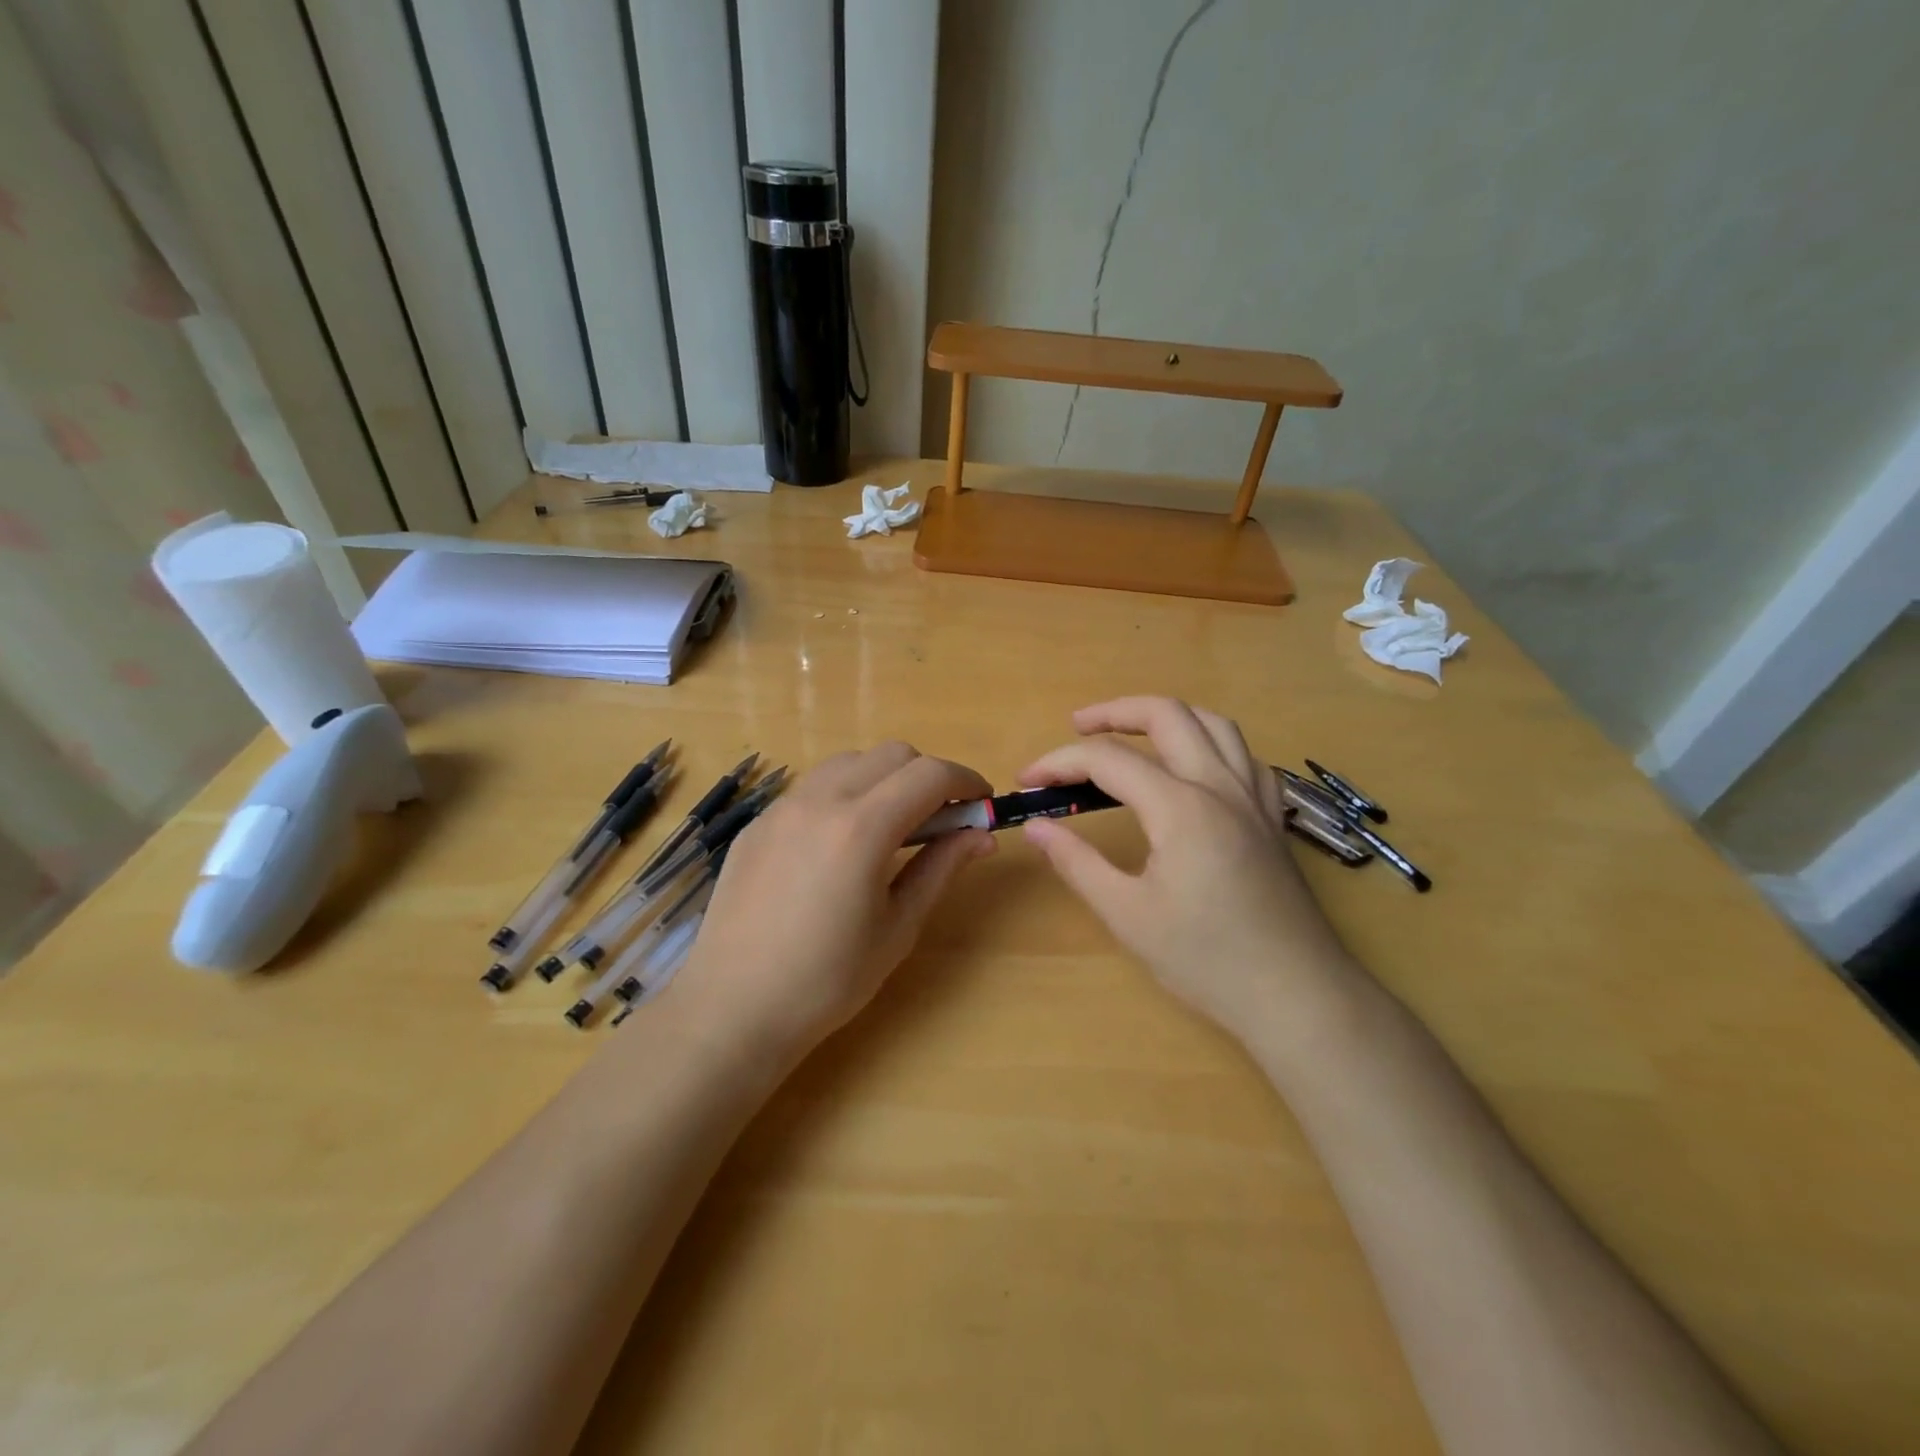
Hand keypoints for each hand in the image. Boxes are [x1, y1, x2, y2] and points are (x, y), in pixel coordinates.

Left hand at [666, 744, 995, 1067]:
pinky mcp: (758, 823)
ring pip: (849, 762)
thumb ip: (941, 868)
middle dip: (927, 775)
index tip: (981, 804)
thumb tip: (981, 835)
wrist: (733, 1008)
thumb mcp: (898, 927)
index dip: (966, 780)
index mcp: (862, 828)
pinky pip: (813, 787)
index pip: (929, 774)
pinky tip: (840, 844)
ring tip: (889, 828)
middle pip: (892, 754)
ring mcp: (782, 807)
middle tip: (940, 819)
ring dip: (884, 779)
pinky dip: (844, 794)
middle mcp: (821, 800)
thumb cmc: (828, 980)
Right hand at [1019, 697, 1356, 1038]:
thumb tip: (1036, 827)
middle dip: (1114, 711)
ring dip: (1166, 717)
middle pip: (1167, 714)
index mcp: (1181, 808)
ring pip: (1213, 724)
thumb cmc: (1206, 960)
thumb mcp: (1127, 915)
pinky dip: (1210, 743)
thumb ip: (1077, 862)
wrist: (1296, 996)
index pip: (1108, 760)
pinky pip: (1244, 756)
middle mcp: (1220, 786)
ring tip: (1132, 735)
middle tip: (1076, 727)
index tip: (1027, 780)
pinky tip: (1195, 768)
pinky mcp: (1271, 817)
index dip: (1060, 762)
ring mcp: (1253, 798)